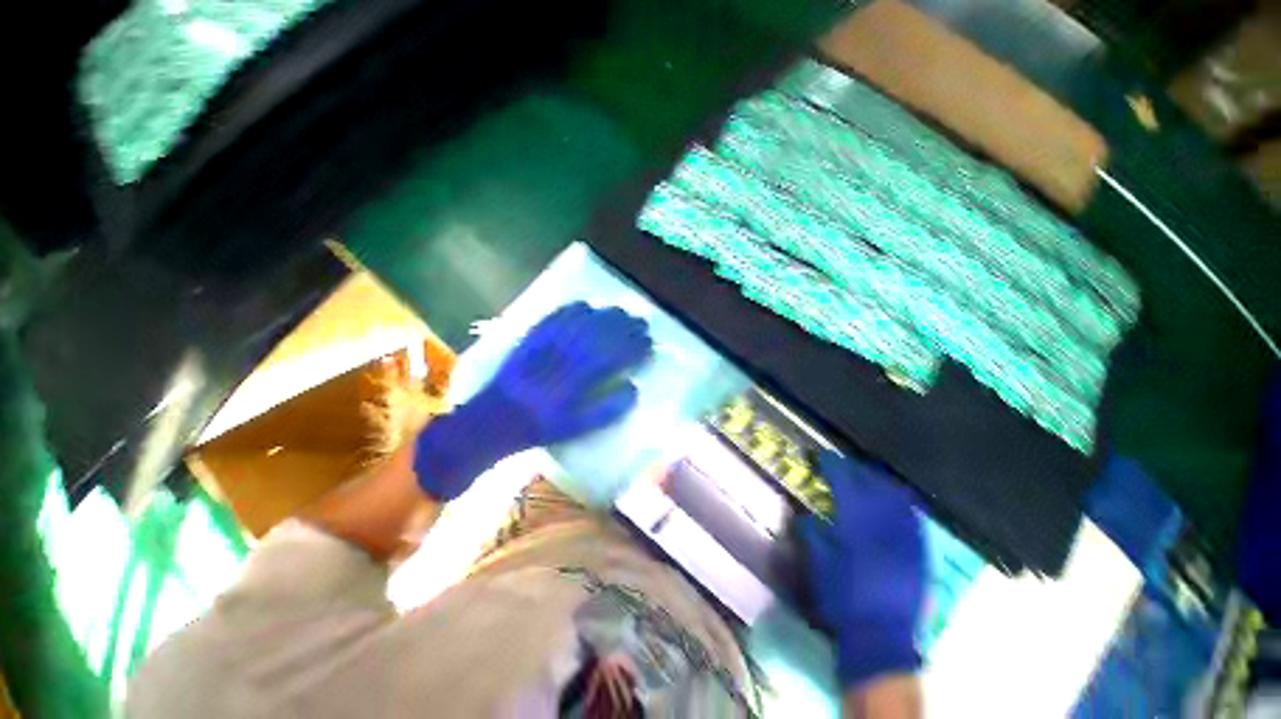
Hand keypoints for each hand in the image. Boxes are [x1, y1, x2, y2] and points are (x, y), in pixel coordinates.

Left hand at [414, 302, 651, 499]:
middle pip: (600, 335)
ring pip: (581, 323)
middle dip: (624, 325)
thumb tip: (634, 388)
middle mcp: (565, 359)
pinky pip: (555, 318)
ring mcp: (546, 346)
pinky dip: (573, 309)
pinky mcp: (531, 339)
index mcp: (578, 383)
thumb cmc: (540, 427)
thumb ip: (608, 410)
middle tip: (640, 320)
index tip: (648, 341)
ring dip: (604, 314)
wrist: (495, 419)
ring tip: (620, 310)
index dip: (634, 347)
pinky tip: (586, 305)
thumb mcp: (577, 428)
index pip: (615, 357)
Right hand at [798, 451, 925, 688]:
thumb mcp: (818, 566)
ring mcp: (907, 539)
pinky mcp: (920, 552)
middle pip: (873, 485)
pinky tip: (893, 499)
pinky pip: (912, 516)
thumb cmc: (843, 601)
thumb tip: (805, 515)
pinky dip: (900, 501)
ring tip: (867, 475)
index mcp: (856, 527)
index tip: (823, 456)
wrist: (883, 638)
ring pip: (895, 497)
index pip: (845, 484)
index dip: (833, 467)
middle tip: (843, 463)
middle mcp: (885, 527)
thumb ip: (812, 535)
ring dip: (879, 482)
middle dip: (857, 469)